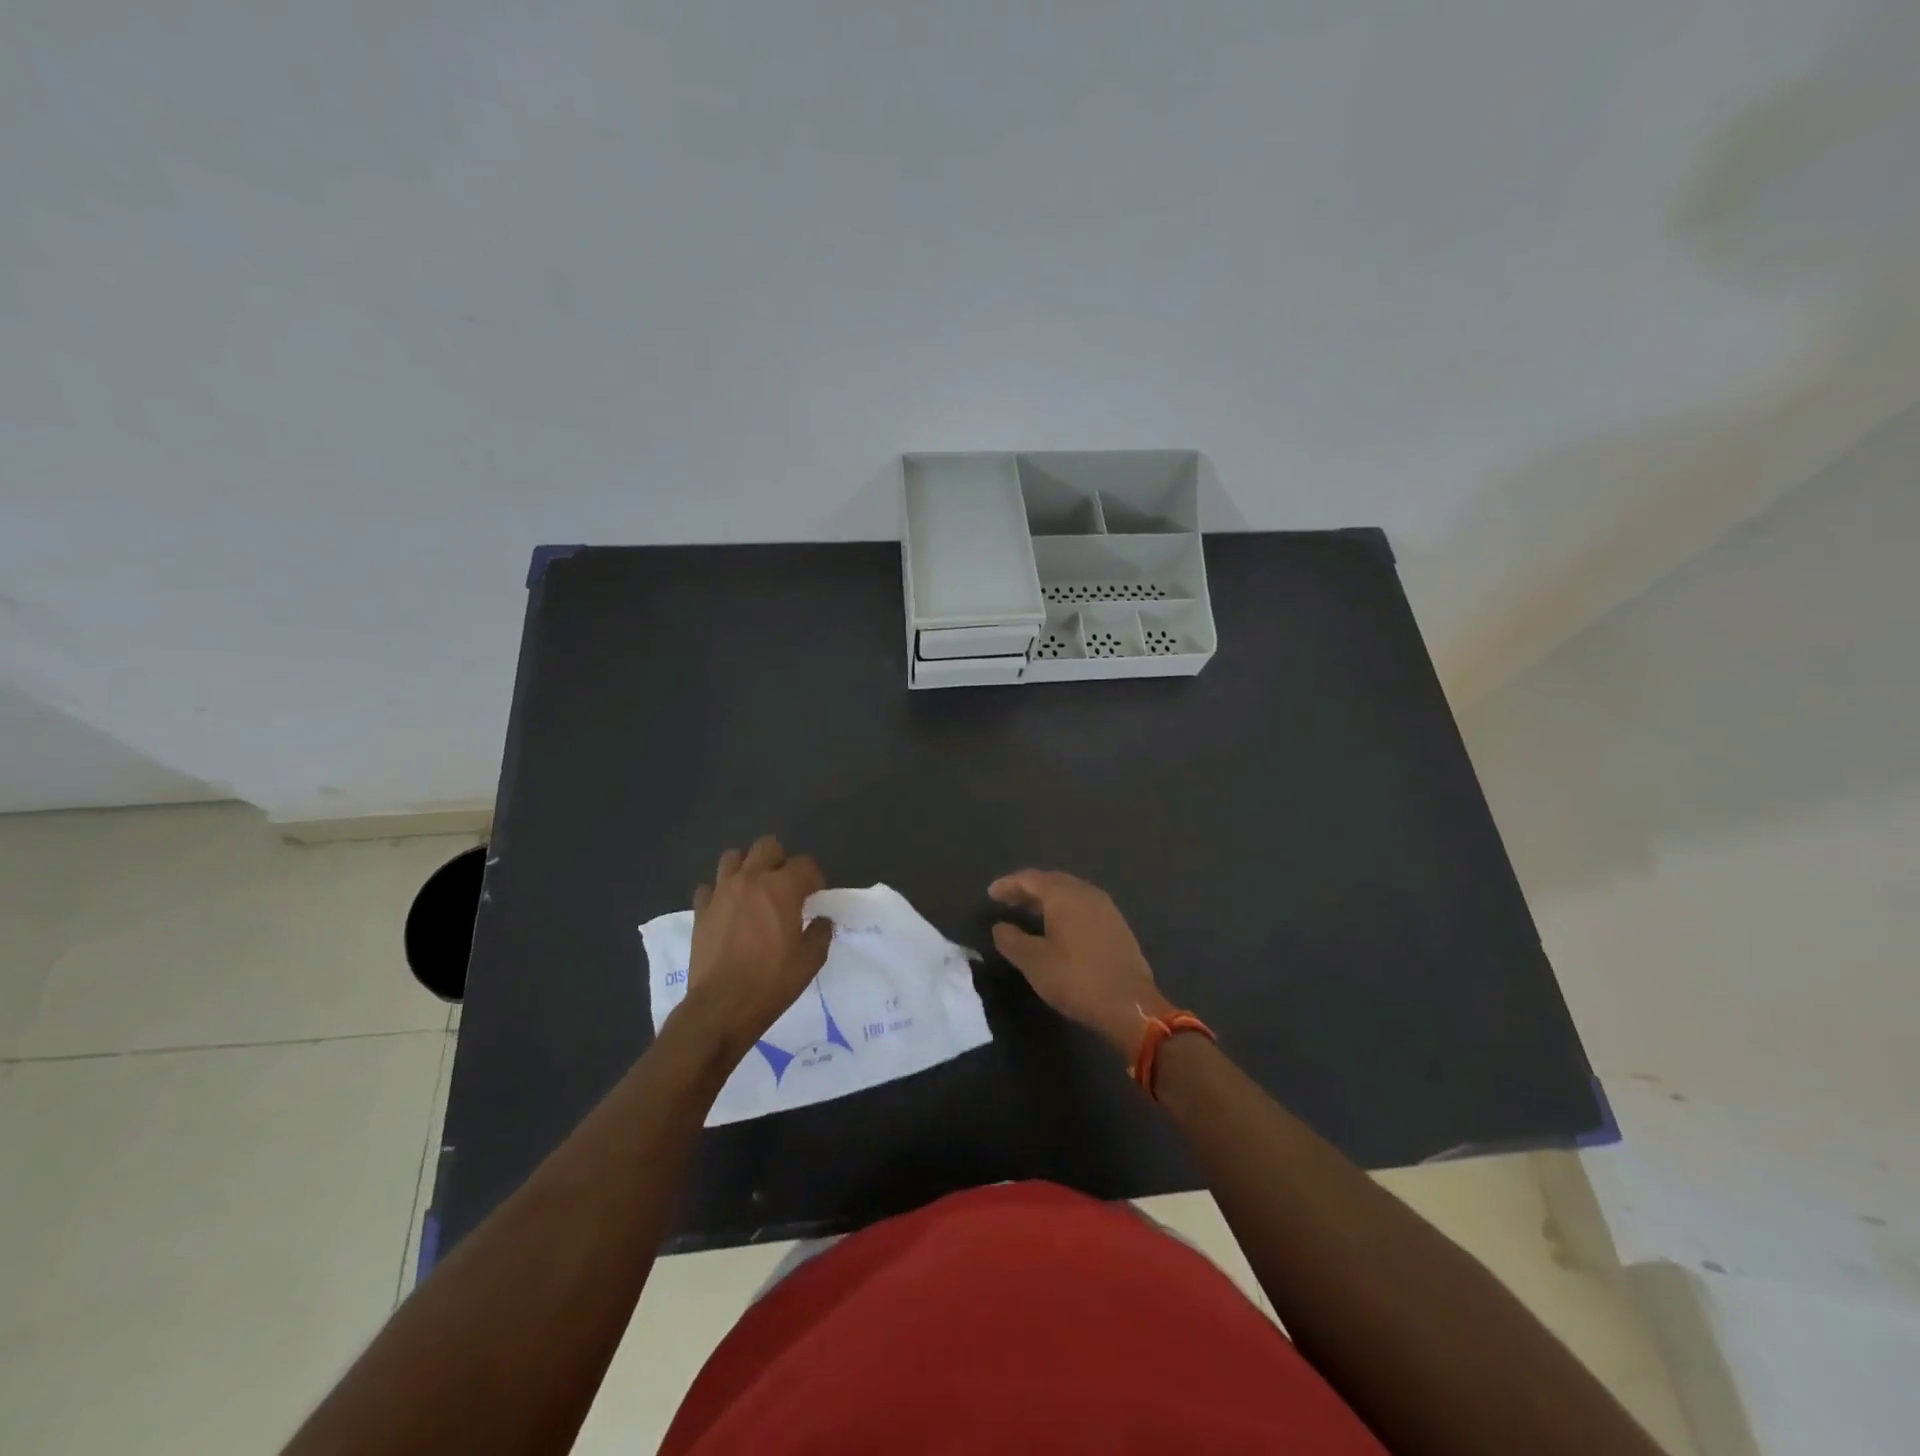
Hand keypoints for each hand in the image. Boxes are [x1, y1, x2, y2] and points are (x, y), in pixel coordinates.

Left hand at [679, 836, 833, 1056]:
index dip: (815, 877)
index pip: (805, 864)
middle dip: (780, 860)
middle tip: (785, 885)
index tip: (816, 895)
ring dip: (746, 867)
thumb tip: (821, 920)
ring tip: (754, 889)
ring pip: (732, 857)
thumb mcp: (809, 961)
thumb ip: (820, 933)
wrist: (721, 1007)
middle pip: (767, 846)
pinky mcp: (700, 910)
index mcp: (782, 888)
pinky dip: (719, 893)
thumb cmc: (771, 982)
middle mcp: (751, 880)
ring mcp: (721, 892)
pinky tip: (727, 909)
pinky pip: (708, 887)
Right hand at [987, 869, 1175, 1058]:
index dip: (1009, 884)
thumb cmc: (1076, 979)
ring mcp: (1106, 908)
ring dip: (1047, 900)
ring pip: (1070, 894)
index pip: (1030, 878)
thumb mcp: (1034, 962)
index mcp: (1064, 895)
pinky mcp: (1117, 925)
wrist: (1130, 1004)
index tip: (991, 893)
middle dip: (1027, 889)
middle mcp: (1087, 893)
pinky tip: (1058, 928)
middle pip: (1052, 882)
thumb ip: (1011, 940)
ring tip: (1029, 913)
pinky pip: (1084, 907)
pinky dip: (1065, 910)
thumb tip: (1000, 926)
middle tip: (1008, 900)